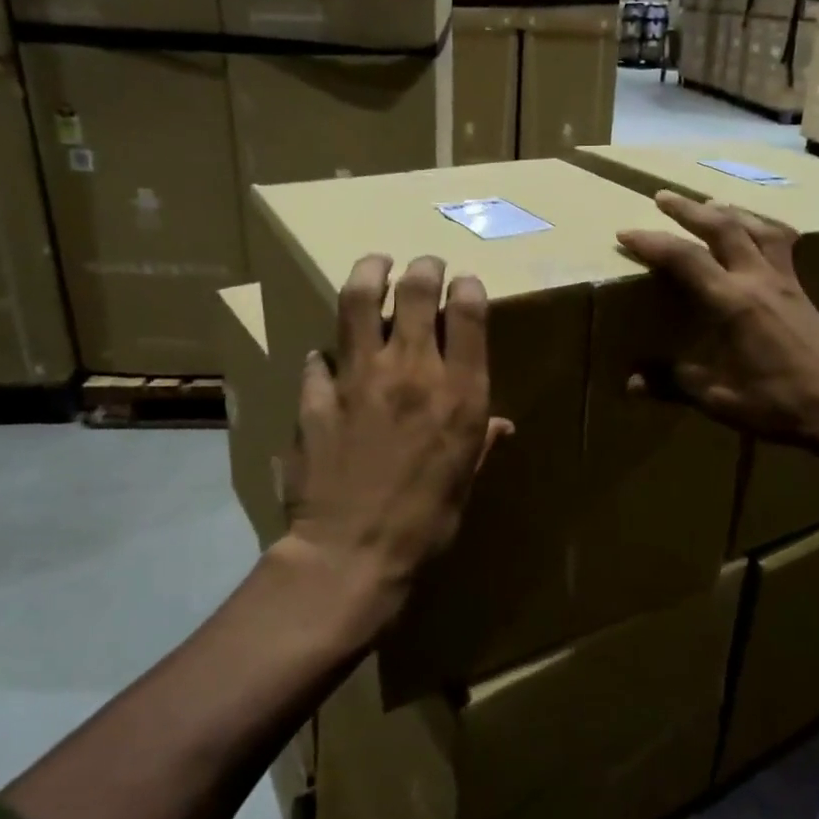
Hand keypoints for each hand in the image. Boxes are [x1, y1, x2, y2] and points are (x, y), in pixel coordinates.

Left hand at [282, 254, 512, 622]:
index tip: (465, 285)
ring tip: (376, 263)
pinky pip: (319, 357)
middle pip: (417, 289)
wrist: (351, 554)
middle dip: (424, 266)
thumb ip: (482, 441)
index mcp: (459, 391)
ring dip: (370, 272)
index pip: (469, 311)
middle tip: (425, 263)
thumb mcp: (466, 481)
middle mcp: (413, 370)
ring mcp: (359, 376)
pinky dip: (327, 353)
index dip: (468, 287)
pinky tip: (328, 358)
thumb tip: (501, 424)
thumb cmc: (426, 523)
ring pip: (361, 300)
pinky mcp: (317, 394)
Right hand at [617, 190, 818, 452]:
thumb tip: (631, 382)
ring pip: (757, 227)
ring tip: (708, 204)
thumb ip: (675, 384)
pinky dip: (762, 227)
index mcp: (734, 304)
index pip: (685, 258)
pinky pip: (781, 242)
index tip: (625, 232)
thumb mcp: (721, 401)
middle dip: (689, 209)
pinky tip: (759, 235)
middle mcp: (760, 281)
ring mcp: (787, 281)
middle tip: (663, 196)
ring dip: (728, 210)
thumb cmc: (784, 406)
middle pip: (723, 226)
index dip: (652, 242)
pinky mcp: (803, 290)